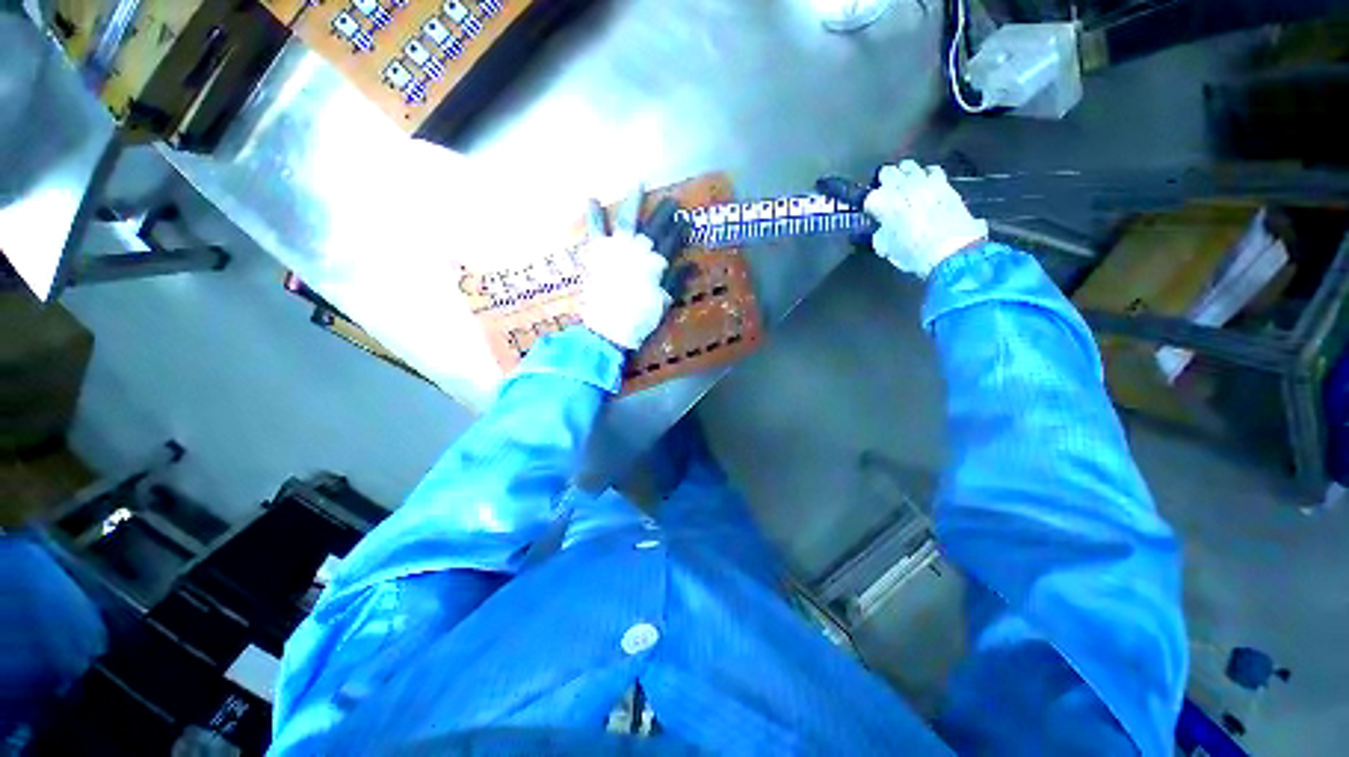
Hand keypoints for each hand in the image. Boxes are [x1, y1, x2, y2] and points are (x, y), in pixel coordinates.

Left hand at [579, 188, 684, 350]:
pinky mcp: (597, 253)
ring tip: (638, 183)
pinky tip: (592, 198)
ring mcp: (617, 249)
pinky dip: (593, 215)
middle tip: (672, 199)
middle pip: (654, 227)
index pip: (672, 242)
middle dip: (664, 212)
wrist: (610, 328)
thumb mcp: (664, 302)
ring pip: (627, 220)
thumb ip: (676, 281)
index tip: (686, 219)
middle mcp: (639, 251)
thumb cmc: (640, 319)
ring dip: (634, 201)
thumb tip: (692, 265)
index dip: (679, 231)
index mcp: (656, 264)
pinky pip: (595, 230)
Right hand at [820, 161, 988, 277]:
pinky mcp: (944, 183)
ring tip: (906, 186)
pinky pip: (931, 171)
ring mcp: (924, 181)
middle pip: (888, 171)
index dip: (868, 205)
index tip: (871, 213)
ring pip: (910, 166)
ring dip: (905, 175)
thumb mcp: (886, 248)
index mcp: (882, 202)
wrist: (951, 250)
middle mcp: (901, 185)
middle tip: (886, 193)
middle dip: (885, 181)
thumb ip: (880, 233)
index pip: (868, 197)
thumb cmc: (912, 253)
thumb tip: (881, 228)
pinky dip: (926, 176)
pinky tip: (927, 187)